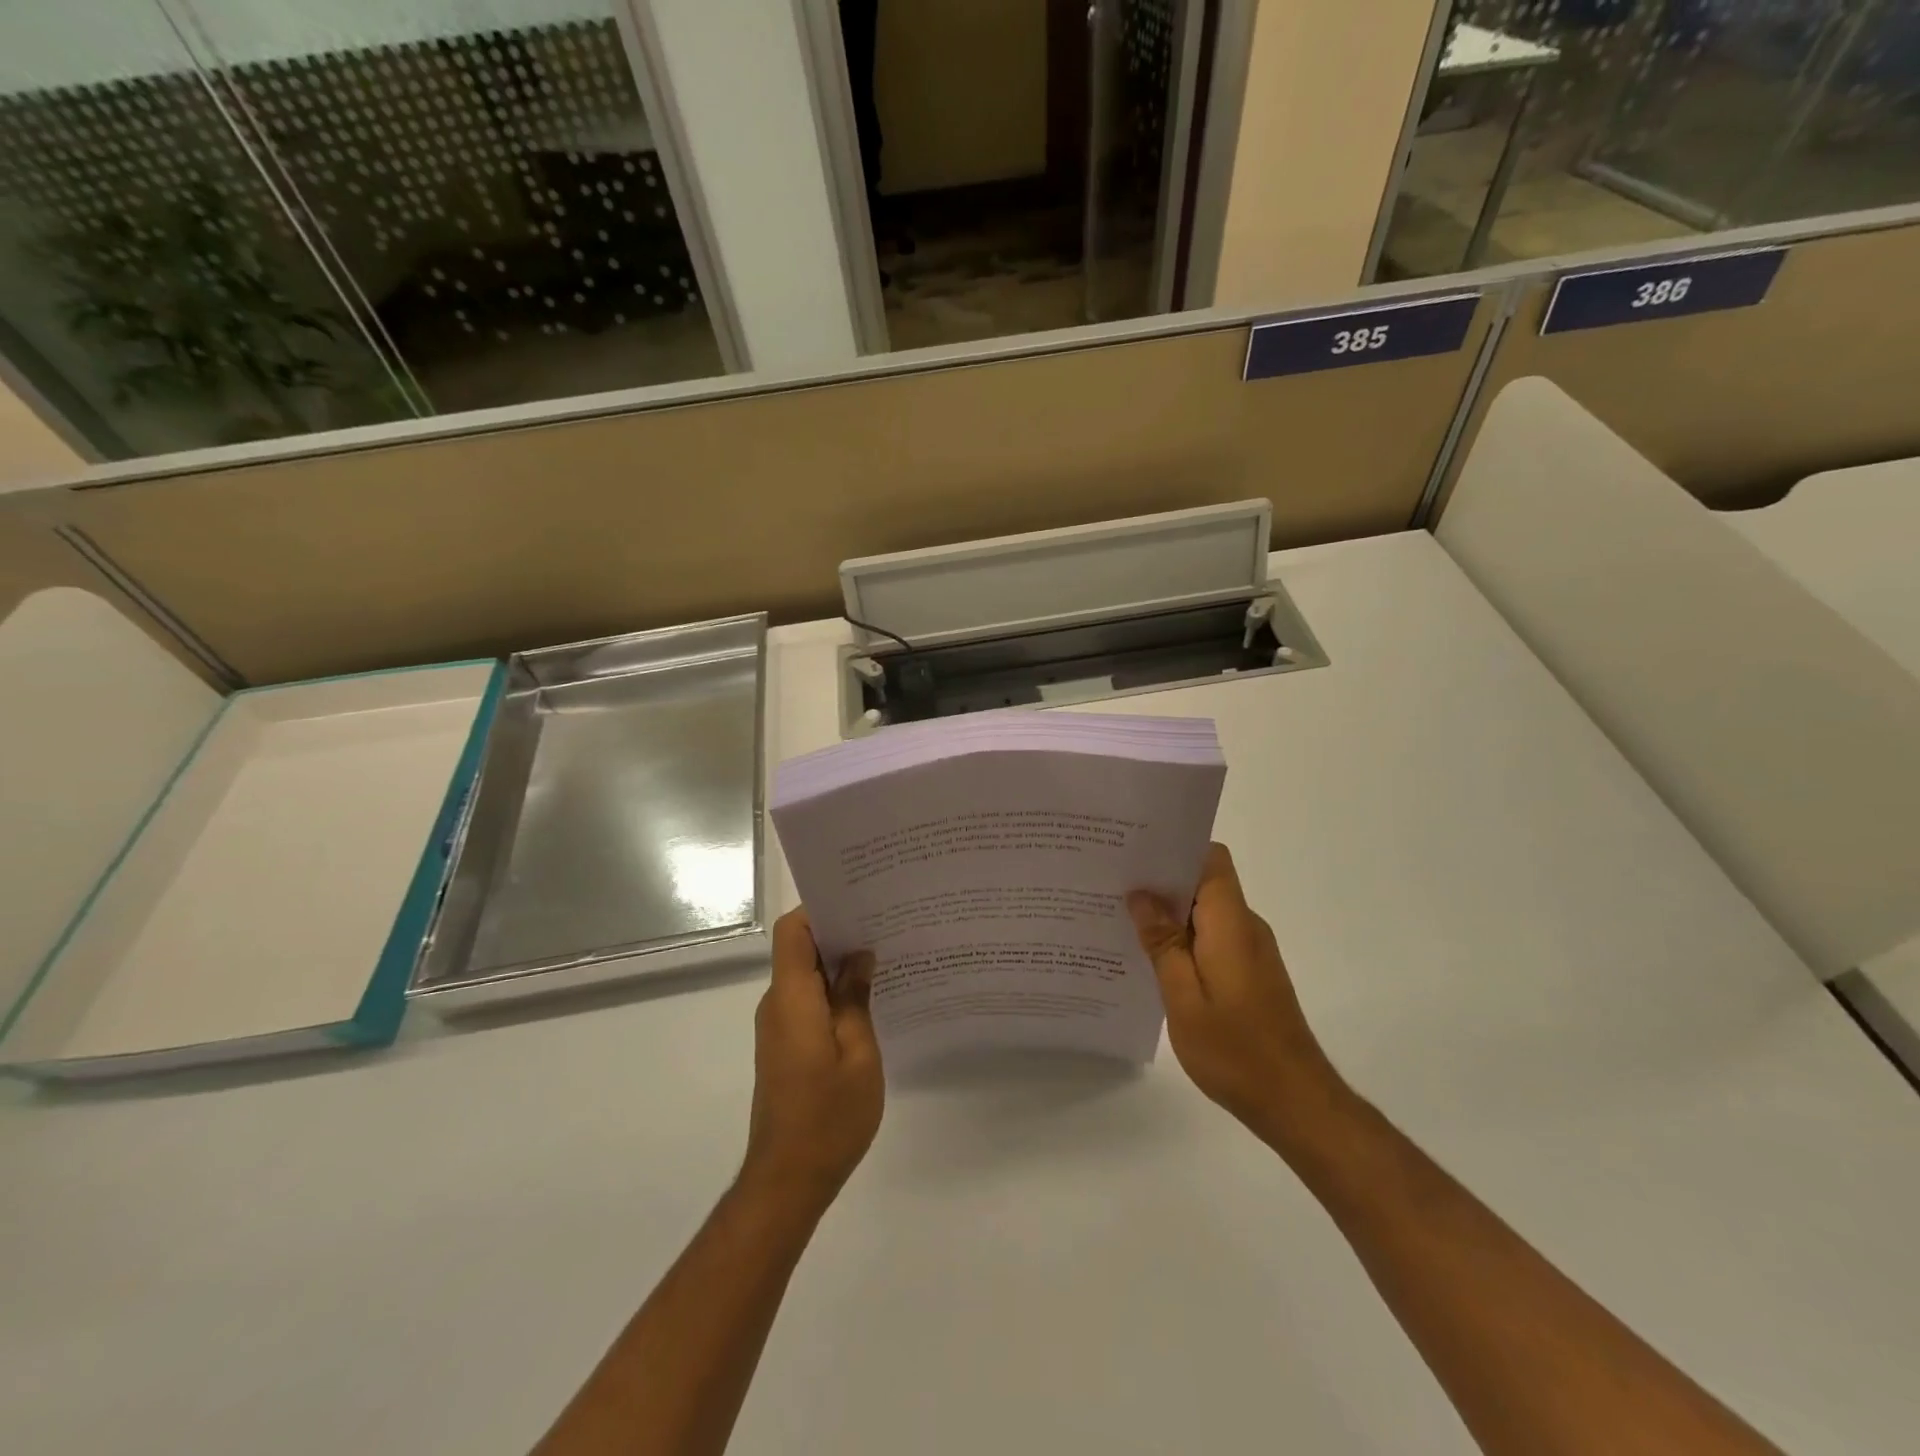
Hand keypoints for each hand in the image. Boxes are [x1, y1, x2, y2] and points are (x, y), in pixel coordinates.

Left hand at [741, 909, 883, 1215]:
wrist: (787, 1180)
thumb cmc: (829, 1117)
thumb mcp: (859, 1054)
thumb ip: (855, 999)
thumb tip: (859, 956)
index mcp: (792, 998)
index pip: (793, 931)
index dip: (820, 908)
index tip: (859, 901)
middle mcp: (777, 1004)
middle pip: (799, 948)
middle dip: (838, 931)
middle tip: (885, 923)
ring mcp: (778, 1026)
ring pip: (804, 975)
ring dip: (838, 963)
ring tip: (884, 955)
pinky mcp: (784, 1045)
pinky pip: (806, 1000)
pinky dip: (832, 991)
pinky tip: (868, 997)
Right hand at [1128, 843, 1345, 1144]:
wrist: (1296, 1103)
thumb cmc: (1236, 1050)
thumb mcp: (1183, 998)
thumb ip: (1163, 942)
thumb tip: (1141, 895)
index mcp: (1231, 923)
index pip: (1210, 860)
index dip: (1176, 849)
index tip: (1135, 853)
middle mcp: (1246, 926)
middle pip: (1204, 882)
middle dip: (1161, 881)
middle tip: (1113, 885)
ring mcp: (1251, 950)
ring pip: (1206, 912)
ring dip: (1170, 914)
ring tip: (1122, 920)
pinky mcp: (1250, 972)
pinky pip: (1213, 937)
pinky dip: (1184, 939)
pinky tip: (1152, 959)